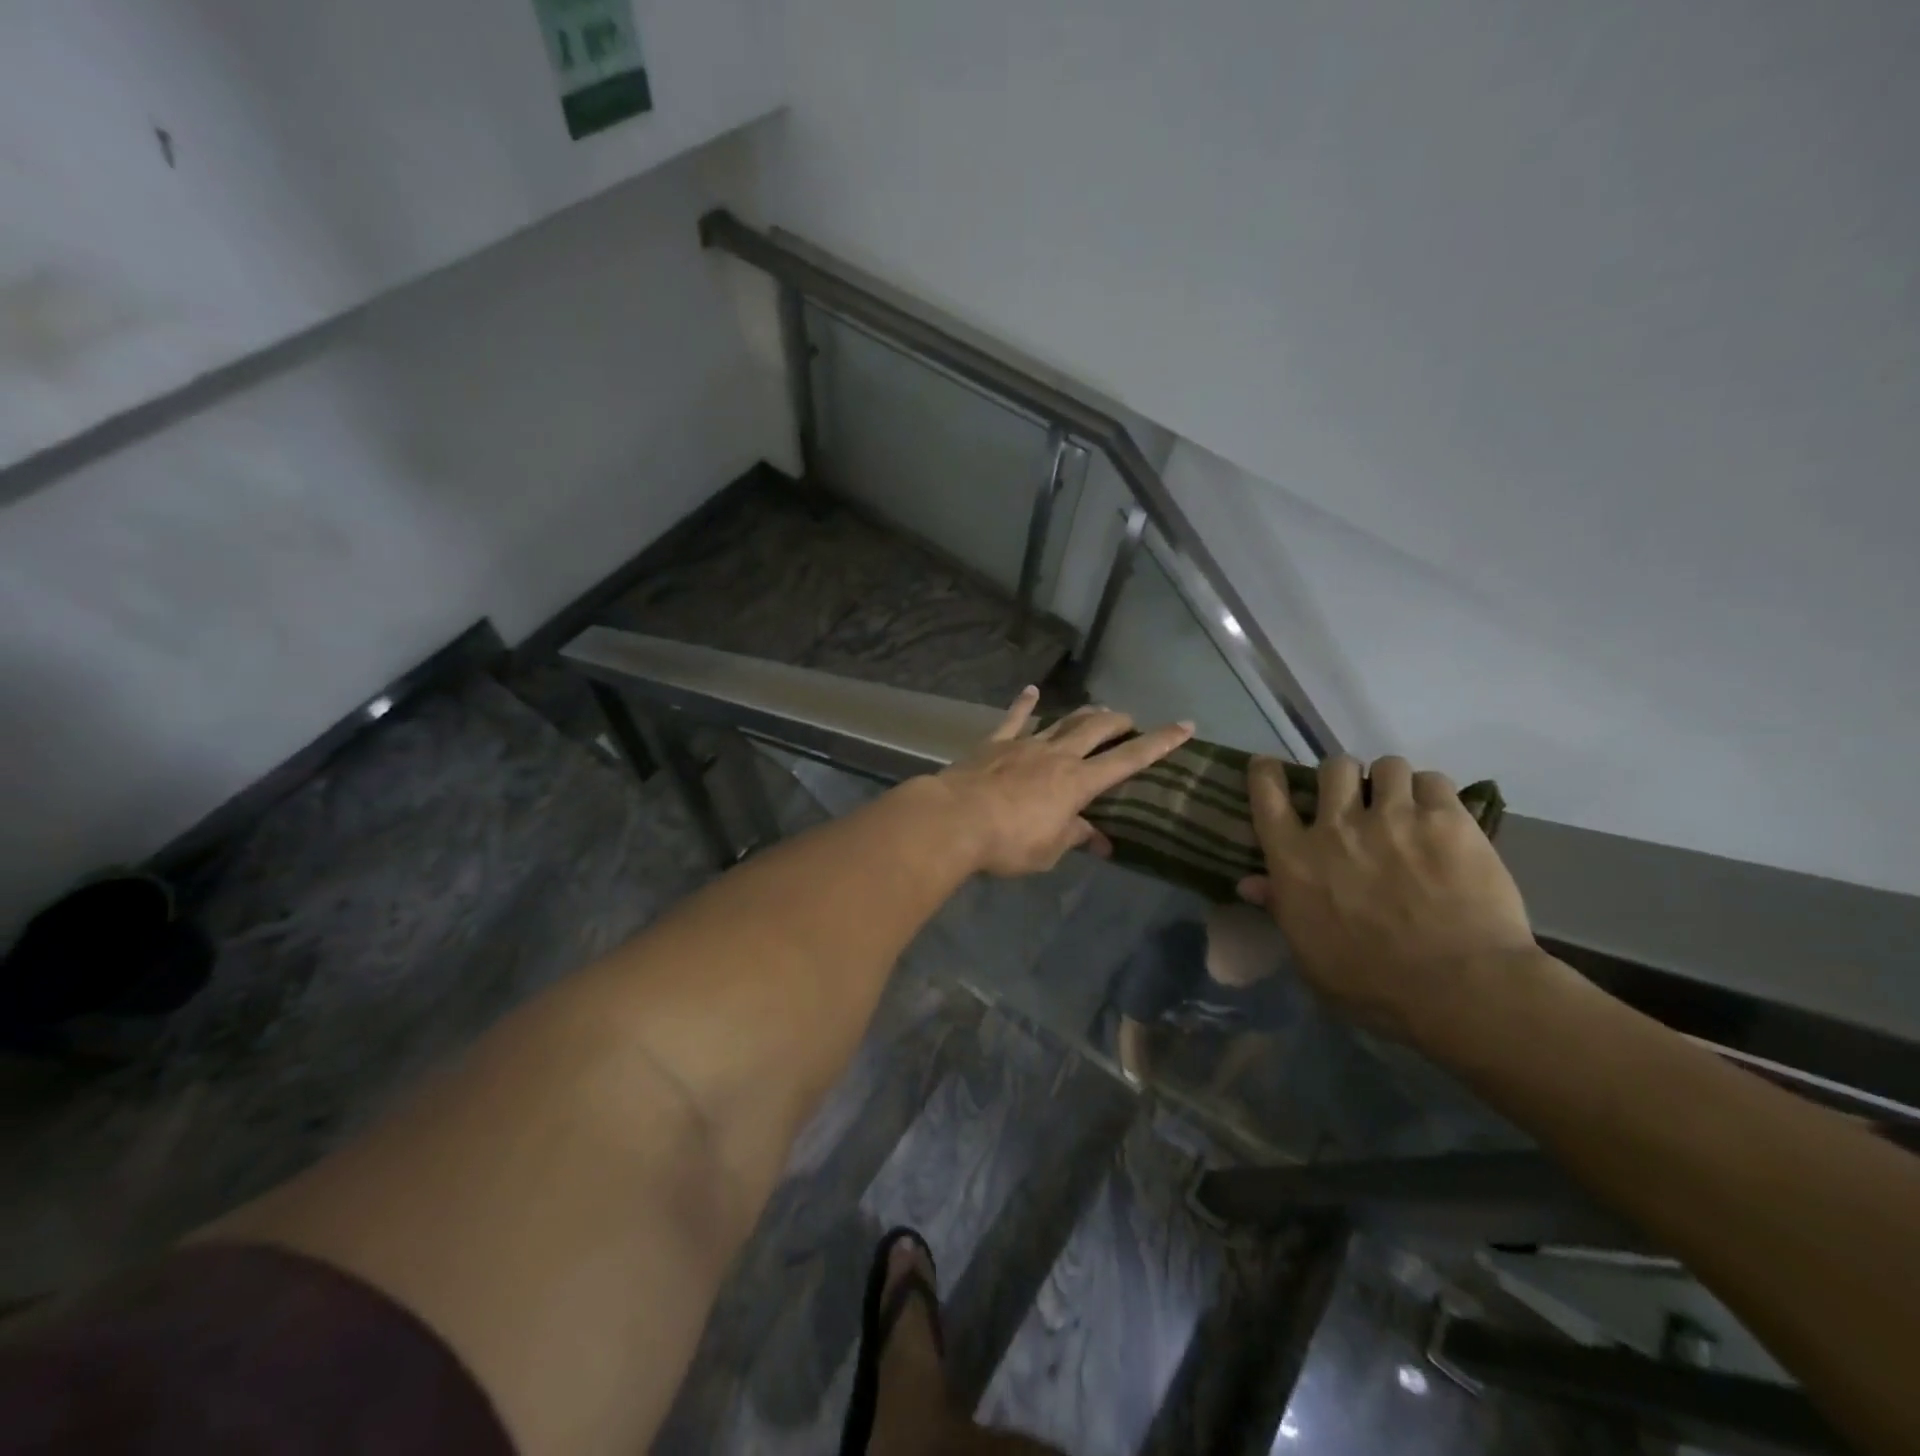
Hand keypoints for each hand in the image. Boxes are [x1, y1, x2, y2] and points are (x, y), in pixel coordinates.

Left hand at [935, 689, 1193, 876]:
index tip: (1185, 726)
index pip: (1129, 759)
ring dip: (1083, 714)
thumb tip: (1099, 839)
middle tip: (1130, 722)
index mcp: (1078, 782)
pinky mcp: (995, 743)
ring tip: (1097, 710)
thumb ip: (1075, 837)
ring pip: (1063, 721)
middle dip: (1119, 722)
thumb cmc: (1008, 842)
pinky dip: (1023, 704)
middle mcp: (1058, 755)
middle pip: (1097, 729)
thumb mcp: (1049, 850)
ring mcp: (1026, 744)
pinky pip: (1013, 718)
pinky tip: (1030, 691)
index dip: (1160, 743)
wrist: (955, 819)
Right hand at [1237, 755, 1538, 1044]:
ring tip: (1404, 805)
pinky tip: (1439, 816)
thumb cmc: (1372, 984)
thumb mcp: (1309, 954)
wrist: (1459, 988)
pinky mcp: (1447, 820)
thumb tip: (1249, 884)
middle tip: (1356, 798)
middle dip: (1343, 777)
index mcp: (1295, 859)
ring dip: (1391, 782)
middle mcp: (1337, 827)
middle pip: (1333, 768)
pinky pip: (1434, 781)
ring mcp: (1393, 818)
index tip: (1268, 767)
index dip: (1266, 773)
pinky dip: (1432, 794)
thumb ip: (1281, 909)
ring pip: (1387, 766)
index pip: (1268, 796)